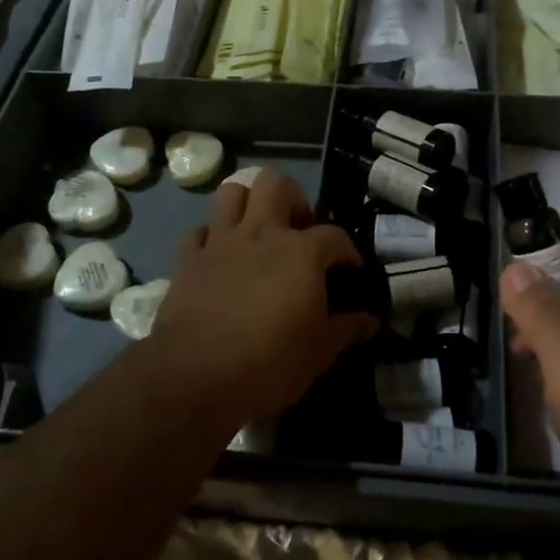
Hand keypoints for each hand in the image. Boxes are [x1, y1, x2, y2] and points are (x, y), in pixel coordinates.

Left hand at [147, 170, 377, 434]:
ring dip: (247, 204)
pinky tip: (219, 257)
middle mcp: (261, 233)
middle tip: (298, 230)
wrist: (194, 377)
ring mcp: (220, 242)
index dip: (348, 252)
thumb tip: (372, 320)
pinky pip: (198, 232)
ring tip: (258, 232)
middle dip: (292, 198)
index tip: (350, 273)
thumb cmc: (269, 364)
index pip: (335, 236)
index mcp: (301, 252)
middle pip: (276, 183)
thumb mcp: (319, 353)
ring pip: (231, 192)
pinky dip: (210, 238)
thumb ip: (347, 329)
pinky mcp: (187, 260)